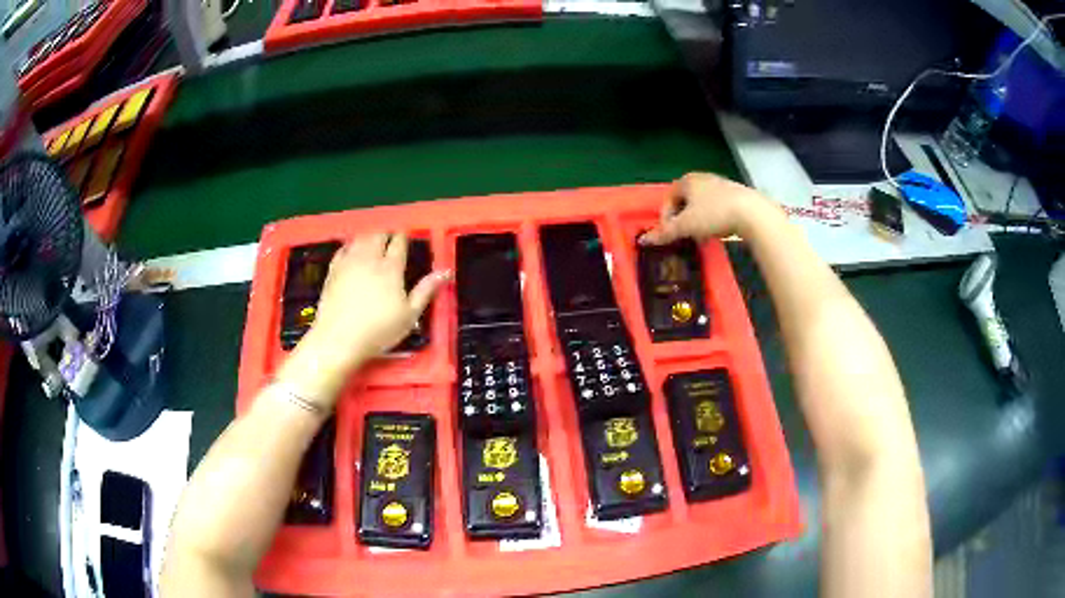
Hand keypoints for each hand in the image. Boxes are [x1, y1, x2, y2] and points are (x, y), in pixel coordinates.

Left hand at [278, 233, 450, 405]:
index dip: (404, 236)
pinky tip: (353, 251)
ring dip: (369, 236)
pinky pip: (343, 248)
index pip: (399, 242)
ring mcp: (349, 262)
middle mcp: (370, 258)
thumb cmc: (378, 330)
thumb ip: (426, 290)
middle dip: (386, 233)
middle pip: (379, 234)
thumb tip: (445, 272)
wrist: (339, 338)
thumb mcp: (409, 315)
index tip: (408, 236)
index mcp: (391, 268)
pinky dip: (351, 245)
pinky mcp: (333, 270)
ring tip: (374, 241)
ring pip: (360, 237)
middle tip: (391, 238)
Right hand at [639, 173, 772, 244]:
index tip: (670, 235)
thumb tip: (644, 240)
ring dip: (697, 219)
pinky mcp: (735, 193)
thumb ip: (665, 233)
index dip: (665, 218)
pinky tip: (719, 229)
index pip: (668, 199)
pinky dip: (713, 217)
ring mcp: (720, 184)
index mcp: (686, 180)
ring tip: (702, 235)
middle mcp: (702, 178)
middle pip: (685, 201)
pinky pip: (717, 206)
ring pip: (701, 204)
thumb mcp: (686, 226)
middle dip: (682, 219)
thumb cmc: (714, 214)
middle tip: (685, 235)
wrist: (752, 212)